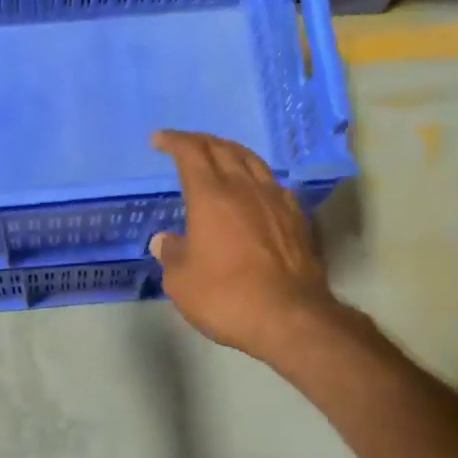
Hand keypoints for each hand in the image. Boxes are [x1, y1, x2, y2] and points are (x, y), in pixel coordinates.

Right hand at [150, 130, 340, 360]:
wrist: (289, 317)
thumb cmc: (226, 297)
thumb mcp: (181, 281)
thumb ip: (171, 254)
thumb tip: (165, 240)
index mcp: (211, 197)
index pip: (191, 154)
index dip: (174, 142)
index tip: (159, 140)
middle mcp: (245, 189)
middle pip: (223, 149)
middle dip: (201, 141)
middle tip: (186, 144)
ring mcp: (276, 201)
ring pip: (252, 161)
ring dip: (231, 152)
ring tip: (219, 156)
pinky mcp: (297, 219)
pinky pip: (273, 184)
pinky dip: (255, 177)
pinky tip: (254, 189)